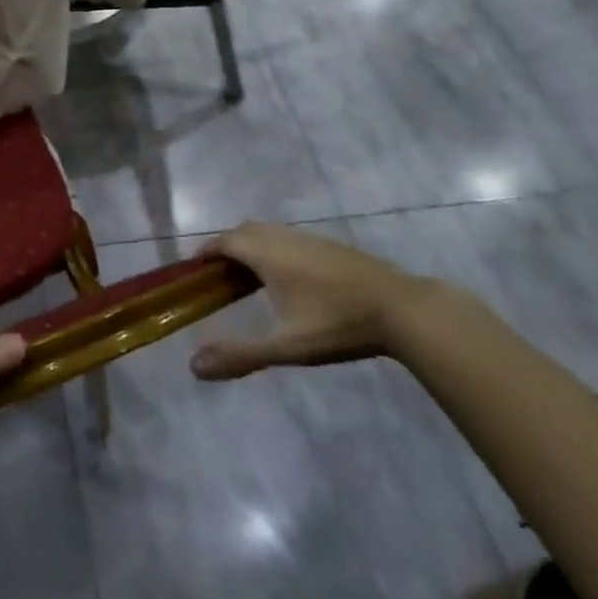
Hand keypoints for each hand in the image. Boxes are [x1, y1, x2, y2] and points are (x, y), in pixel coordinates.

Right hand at [190, 222, 434, 379]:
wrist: (402, 309)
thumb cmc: (337, 324)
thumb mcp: (286, 346)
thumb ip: (240, 355)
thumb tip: (194, 367)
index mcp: (266, 253)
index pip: (224, 241)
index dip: (206, 253)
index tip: (195, 271)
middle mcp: (283, 237)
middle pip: (244, 231)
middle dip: (227, 248)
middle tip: (220, 278)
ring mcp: (310, 238)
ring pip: (269, 233)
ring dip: (252, 248)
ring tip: (251, 281)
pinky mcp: (331, 245)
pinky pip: (290, 239)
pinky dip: (276, 251)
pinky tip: (290, 281)